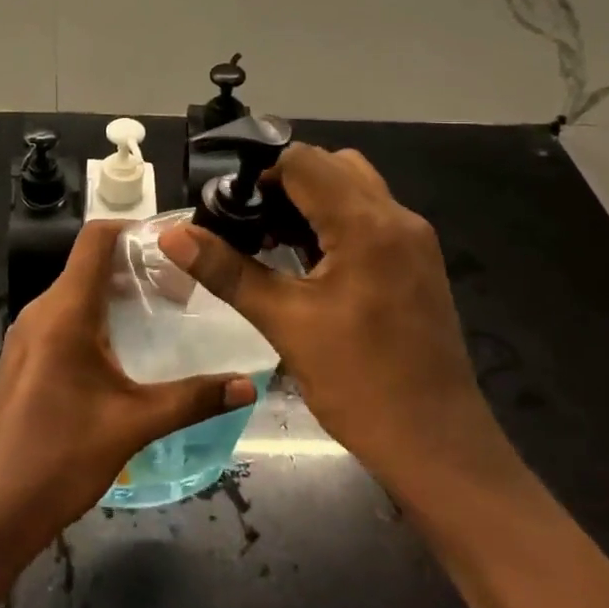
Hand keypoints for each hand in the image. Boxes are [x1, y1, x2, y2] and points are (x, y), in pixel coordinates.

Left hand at [0, 221, 255, 603]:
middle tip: (181, 287)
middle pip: (89, 263)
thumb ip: (193, 398)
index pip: (95, 238)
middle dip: (135, 266)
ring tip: (161, 313)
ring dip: (116, 292)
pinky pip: (63, 316)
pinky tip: (125, 348)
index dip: (134, 228)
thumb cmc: (62, 458)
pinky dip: (96, 316)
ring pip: (76, 291)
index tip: (175, 244)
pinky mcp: (24, 356)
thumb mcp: (134, 424)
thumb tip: (246, 385)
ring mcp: (27, 334)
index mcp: (64, 311)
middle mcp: (41, 310)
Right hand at [157, 145, 518, 506]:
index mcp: (367, 225)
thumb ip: (226, 270)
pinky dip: (335, 221)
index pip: (304, 161)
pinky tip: (306, 261)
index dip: (260, 173)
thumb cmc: (359, 383)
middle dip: (284, 182)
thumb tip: (171, 234)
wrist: (437, 446)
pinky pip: (370, 216)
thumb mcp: (284, 322)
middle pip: (332, 166)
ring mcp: (414, 240)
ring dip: (311, 201)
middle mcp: (398, 218)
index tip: (229, 206)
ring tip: (270, 238)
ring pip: (354, 188)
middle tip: (247, 221)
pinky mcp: (418, 262)